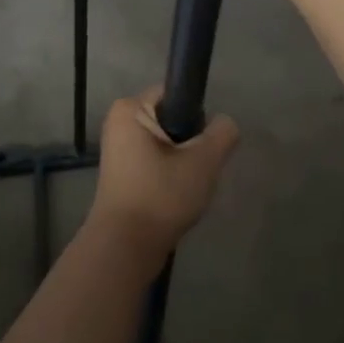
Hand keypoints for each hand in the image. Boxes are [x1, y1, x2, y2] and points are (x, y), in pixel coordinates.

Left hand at [88, 90, 239, 262]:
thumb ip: (222, 133)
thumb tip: (226, 124)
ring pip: (166, 143)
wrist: (125, 248)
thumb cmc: (160, 196)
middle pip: (173, 119)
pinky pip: (155, 162)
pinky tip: (177, 197)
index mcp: (131, 108)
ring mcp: (118, 150)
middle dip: (191, 142)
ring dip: (182, 162)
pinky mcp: (122, 174)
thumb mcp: (203, 161)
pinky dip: (169, 175)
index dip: (197, 116)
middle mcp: (119, 122)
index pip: (176, 94)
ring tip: (188, 186)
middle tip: (199, 169)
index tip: (205, 144)